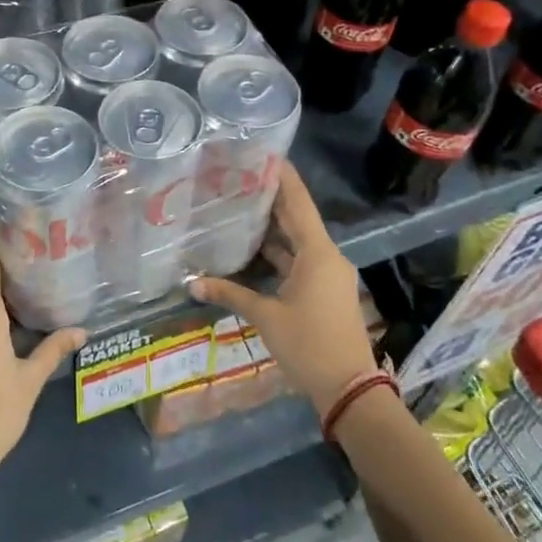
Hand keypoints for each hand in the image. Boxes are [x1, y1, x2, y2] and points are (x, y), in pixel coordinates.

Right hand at [192, 162, 375, 415]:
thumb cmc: (309, 345)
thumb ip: (230, 294)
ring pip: (296, 241)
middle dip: (271, 198)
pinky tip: (251, 248)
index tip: (264, 153)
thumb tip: (191, 283)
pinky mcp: (323, 290)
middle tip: (238, 176)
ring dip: (271, 227)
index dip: (282, 177)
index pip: (298, 202)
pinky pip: (298, 260)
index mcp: (318, 253)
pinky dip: (277, 252)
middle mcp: (326, 256)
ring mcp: (327, 274)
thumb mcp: (266, 317)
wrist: (349, 389)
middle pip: (297, 219)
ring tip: (238, 206)